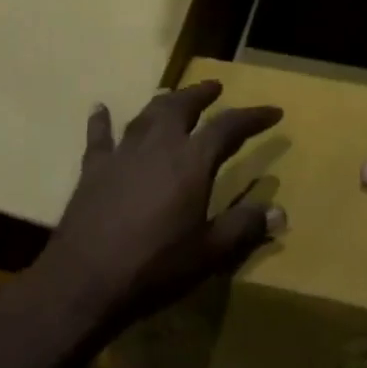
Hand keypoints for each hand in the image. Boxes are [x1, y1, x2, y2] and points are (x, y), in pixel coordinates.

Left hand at [39, 81, 284, 334]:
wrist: (86, 280)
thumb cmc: (155, 267)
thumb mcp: (209, 253)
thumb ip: (244, 227)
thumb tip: (280, 211)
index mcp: (192, 160)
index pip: (229, 127)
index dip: (253, 117)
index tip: (273, 111)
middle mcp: (159, 144)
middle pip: (182, 106)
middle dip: (201, 94)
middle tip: (215, 87)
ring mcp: (123, 152)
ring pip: (147, 114)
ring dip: (163, 102)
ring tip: (171, 95)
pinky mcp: (94, 167)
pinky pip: (99, 136)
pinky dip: (101, 121)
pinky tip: (99, 109)